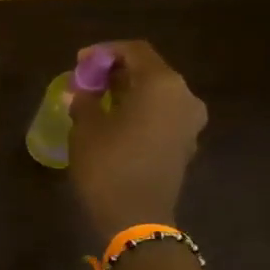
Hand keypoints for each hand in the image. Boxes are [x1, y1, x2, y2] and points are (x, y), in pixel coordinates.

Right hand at [68, 40, 207, 239]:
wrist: (136, 218)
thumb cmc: (108, 165)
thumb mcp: (86, 128)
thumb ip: (85, 100)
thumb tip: (81, 90)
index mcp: (162, 84)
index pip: (135, 51)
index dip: (105, 52)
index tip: (80, 61)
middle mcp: (184, 96)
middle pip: (150, 71)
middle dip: (118, 72)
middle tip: (88, 81)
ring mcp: (189, 122)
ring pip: (157, 95)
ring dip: (129, 93)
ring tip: (98, 102)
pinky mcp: (186, 144)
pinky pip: (162, 116)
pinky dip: (140, 112)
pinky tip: (116, 123)